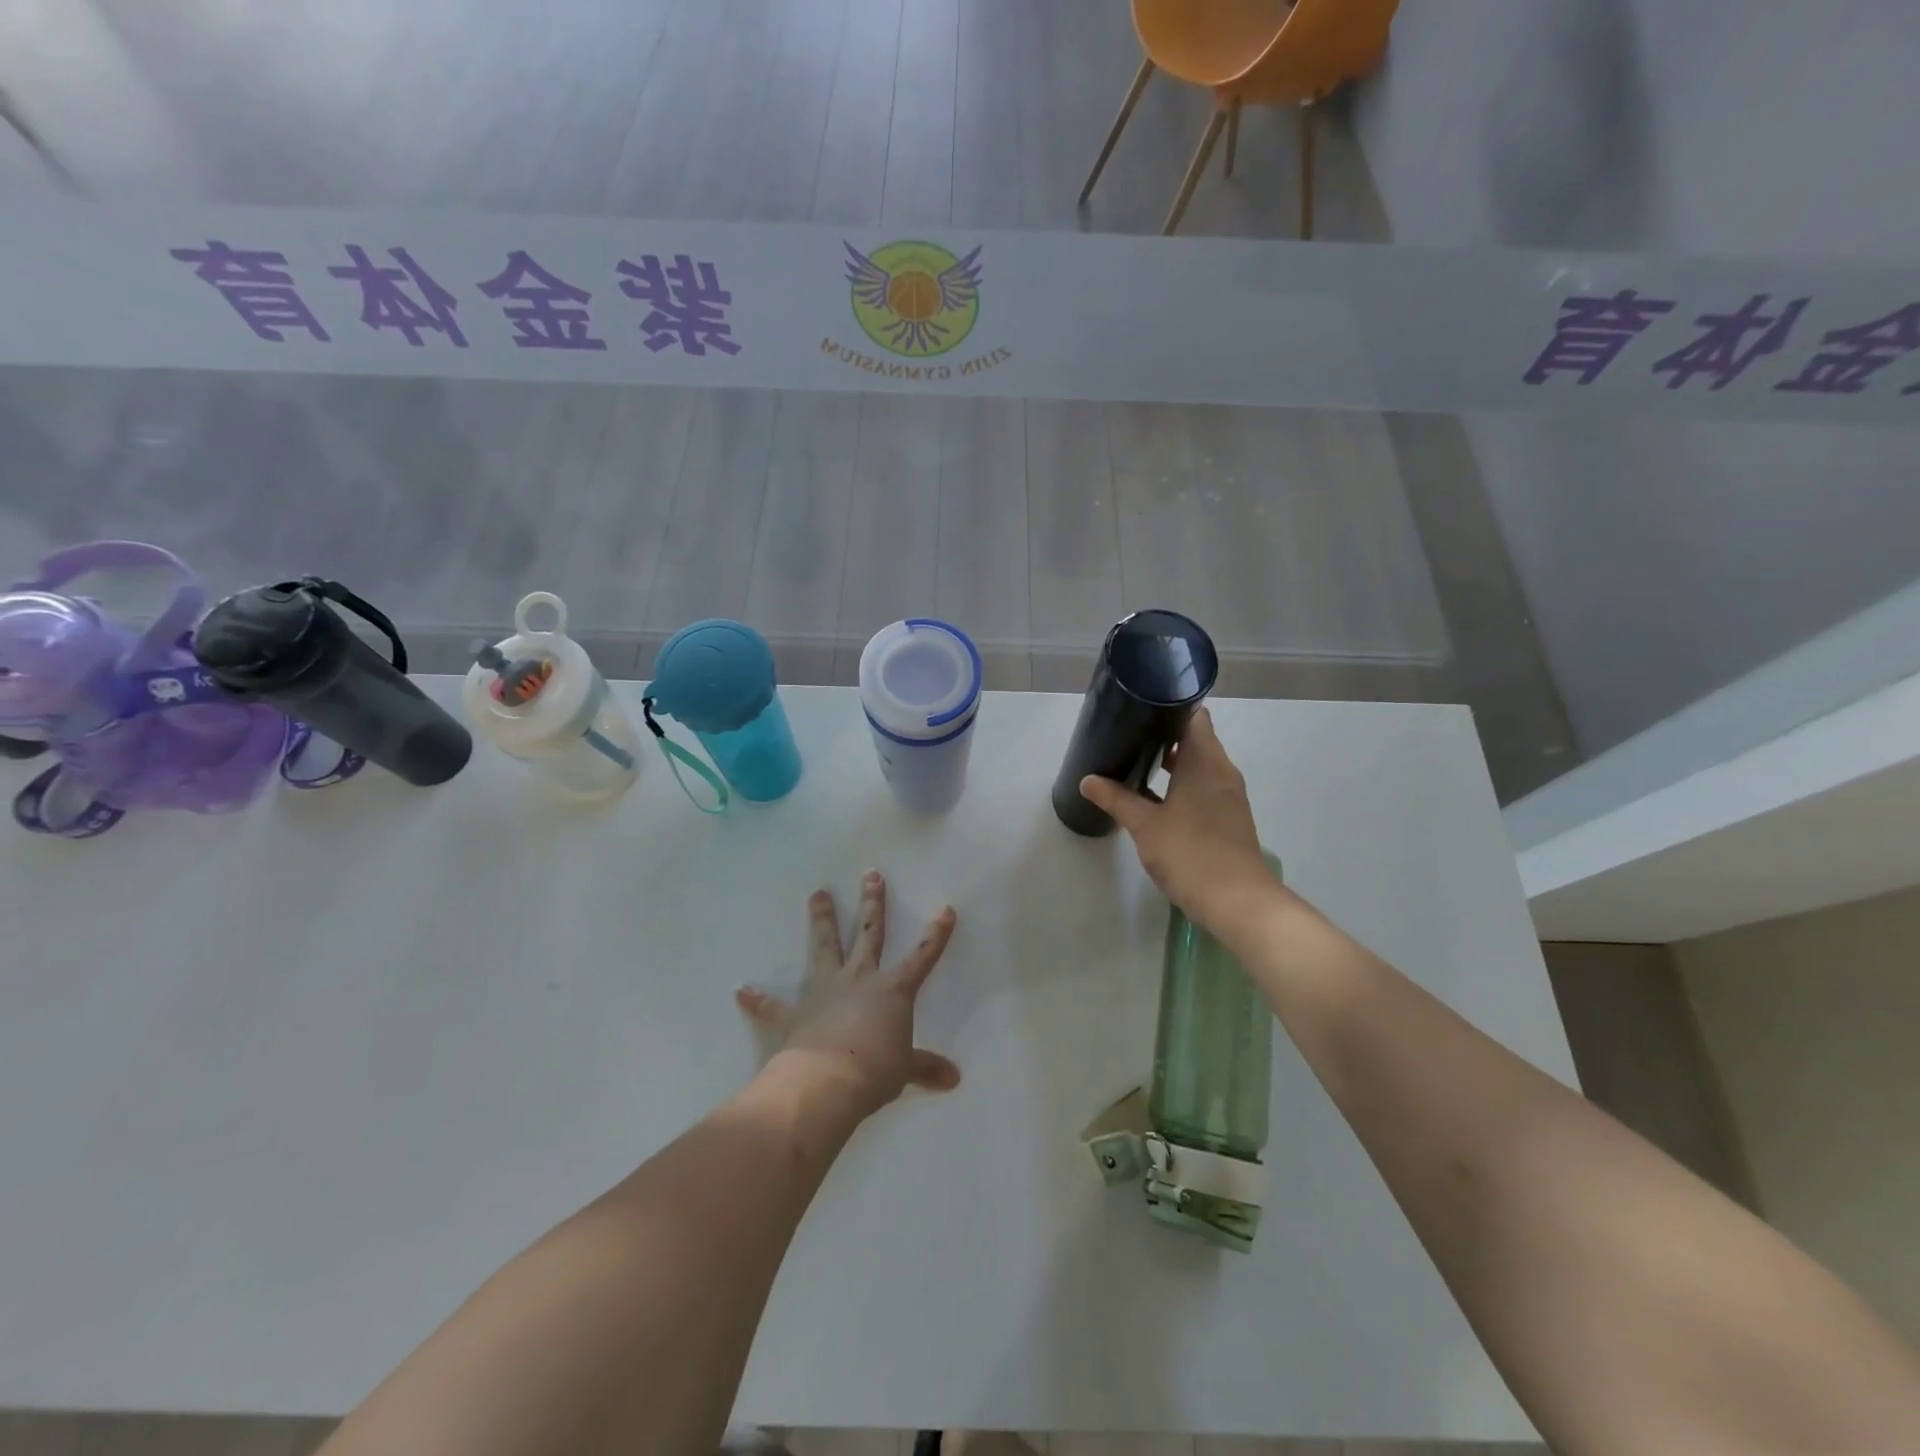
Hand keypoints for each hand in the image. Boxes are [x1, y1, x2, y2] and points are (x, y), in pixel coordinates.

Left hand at [735, 872, 961, 1118]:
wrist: (826, 1082)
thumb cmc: (874, 1071)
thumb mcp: (905, 1070)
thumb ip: (926, 1068)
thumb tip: (954, 1079)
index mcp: (893, 990)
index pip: (922, 956)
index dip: (936, 934)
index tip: (945, 909)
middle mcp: (859, 979)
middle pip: (869, 933)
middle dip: (873, 903)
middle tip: (871, 874)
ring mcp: (825, 991)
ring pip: (824, 946)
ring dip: (821, 920)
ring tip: (817, 894)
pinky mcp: (795, 1014)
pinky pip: (773, 1005)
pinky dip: (758, 999)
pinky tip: (741, 991)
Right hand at [1080, 706, 1277, 930]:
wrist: (1237, 901)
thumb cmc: (1190, 853)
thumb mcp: (1144, 825)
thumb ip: (1116, 799)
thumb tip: (1087, 780)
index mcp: (1205, 761)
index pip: (1194, 716)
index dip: (1169, 707)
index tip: (1141, 709)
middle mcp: (1222, 771)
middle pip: (1196, 739)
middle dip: (1164, 736)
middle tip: (1129, 736)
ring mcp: (1229, 796)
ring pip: (1200, 765)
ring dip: (1173, 763)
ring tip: (1138, 764)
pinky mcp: (1229, 817)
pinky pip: (1204, 787)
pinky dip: (1183, 785)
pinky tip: (1158, 799)